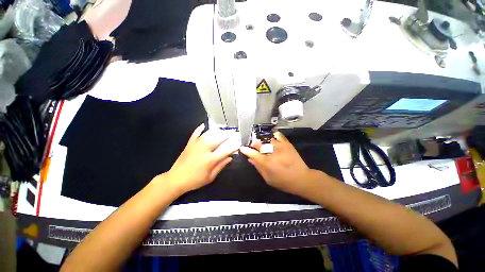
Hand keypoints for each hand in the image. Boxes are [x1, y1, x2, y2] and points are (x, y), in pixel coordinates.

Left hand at [163, 124, 239, 193]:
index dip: (234, 146)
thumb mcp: (210, 177)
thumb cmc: (195, 181)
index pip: (225, 150)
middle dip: (227, 135)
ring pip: (208, 134)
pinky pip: (195, 133)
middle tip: (233, 134)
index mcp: (210, 160)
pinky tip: (205, 125)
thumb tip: (230, 157)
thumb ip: (221, 166)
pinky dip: (200, 128)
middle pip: (218, 138)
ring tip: (223, 130)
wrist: (175, 179)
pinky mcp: (189, 144)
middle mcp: (204, 150)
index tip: (239, 143)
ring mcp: (196, 145)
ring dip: (217, 131)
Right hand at [239, 132, 317, 196]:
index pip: (252, 153)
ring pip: (267, 138)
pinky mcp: (287, 143)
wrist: (301, 178)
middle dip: (253, 144)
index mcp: (266, 162)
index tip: (242, 148)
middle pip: (258, 143)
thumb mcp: (268, 178)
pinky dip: (274, 135)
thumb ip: (258, 167)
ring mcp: (280, 146)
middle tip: (253, 146)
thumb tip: (250, 159)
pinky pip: (278, 135)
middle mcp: (271, 152)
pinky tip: (272, 139)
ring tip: (263, 143)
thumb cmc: (283, 181)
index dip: (246, 150)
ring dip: (262, 140)